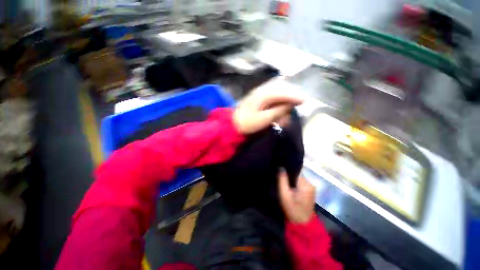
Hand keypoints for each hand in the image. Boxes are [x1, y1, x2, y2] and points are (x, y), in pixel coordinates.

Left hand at [233, 88, 303, 134]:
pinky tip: (278, 111)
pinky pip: (270, 99)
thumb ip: (278, 111)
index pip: (283, 93)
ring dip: (283, 101)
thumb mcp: (264, 119)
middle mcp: (261, 91)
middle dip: (290, 97)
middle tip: (298, 104)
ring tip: (288, 111)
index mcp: (263, 95)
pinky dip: (277, 104)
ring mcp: (258, 95)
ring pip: (276, 94)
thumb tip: (290, 105)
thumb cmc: (247, 124)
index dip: (295, 96)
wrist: (232, 125)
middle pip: (281, 90)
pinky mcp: (257, 100)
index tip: (306, 101)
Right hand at [278, 169, 315, 223]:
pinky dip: (295, 183)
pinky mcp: (310, 190)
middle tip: (281, 178)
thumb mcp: (285, 196)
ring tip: (284, 182)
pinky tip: (290, 187)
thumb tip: (281, 167)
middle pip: (298, 174)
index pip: (296, 171)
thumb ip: (282, 181)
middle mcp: (310, 184)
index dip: (288, 170)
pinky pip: (301, 182)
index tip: (281, 170)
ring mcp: (311, 187)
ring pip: (299, 178)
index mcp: (305, 184)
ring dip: (292, 179)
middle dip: (289, 175)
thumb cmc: (293, 210)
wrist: (303, 224)